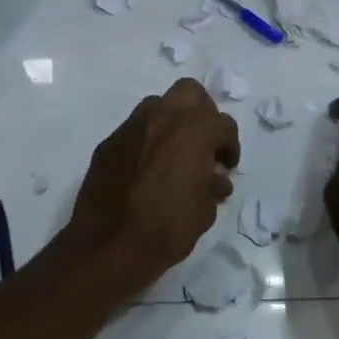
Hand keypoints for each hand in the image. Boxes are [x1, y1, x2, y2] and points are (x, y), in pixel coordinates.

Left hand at [64, 79, 240, 294]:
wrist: (109, 245)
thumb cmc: (166, 229)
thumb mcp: (204, 211)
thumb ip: (212, 185)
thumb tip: (213, 178)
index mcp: (193, 131)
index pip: (223, 124)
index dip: (230, 146)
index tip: (226, 167)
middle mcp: (162, 118)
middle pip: (190, 93)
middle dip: (202, 114)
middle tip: (203, 145)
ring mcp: (130, 127)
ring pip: (158, 106)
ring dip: (172, 123)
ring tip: (174, 155)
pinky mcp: (108, 143)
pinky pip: (134, 130)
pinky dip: (146, 141)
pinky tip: (146, 170)